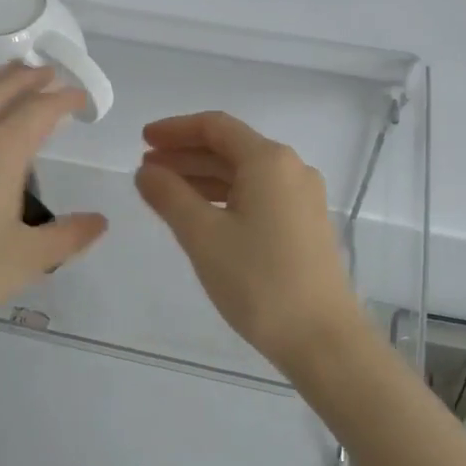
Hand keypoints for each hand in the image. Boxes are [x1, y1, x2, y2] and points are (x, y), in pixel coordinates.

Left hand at [0, 64, 107, 363]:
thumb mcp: (28, 260)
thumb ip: (69, 235)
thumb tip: (100, 221)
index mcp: (0, 152)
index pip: (40, 109)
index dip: (64, 99)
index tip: (79, 98)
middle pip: (2, 88)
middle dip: (30, 78)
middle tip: (51, 76)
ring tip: (12, 84)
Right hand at [134, 111, 363, 373]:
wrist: (322, 338)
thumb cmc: (258, 281)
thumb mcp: (203, 236)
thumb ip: (169, 196)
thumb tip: (146, 172)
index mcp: (269, 161)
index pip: (215, 127)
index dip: (175, 129)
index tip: (143, 140)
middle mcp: (291, 169)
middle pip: (230, 148)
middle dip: (186, 154)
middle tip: (146, 169)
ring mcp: (302, 197)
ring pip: (244, 174)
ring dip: (203, 177)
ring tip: (164, 192)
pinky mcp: (304, 224)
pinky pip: (258, 195)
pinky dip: (225, 196)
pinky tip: (201, 214)